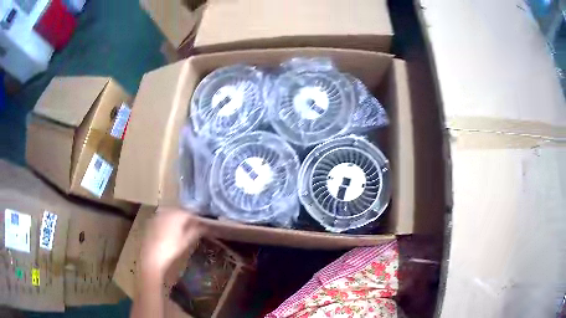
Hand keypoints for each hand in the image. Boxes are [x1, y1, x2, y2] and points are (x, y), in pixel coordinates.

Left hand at [139, 208, 203, 276]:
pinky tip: (172, 232)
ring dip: (179, 220)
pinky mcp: (152, 221)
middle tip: (196, 228)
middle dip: (189, 218)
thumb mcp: (187, 240)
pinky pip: (164, 218)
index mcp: (177, 213)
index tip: (205, 225)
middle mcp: (167, 210)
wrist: (152, 257)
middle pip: (181, 211)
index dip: (199, 219)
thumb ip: (197, 230)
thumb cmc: (172, 249)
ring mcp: (158, 215)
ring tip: (184, 230)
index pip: (192, 212)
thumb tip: (207, 226)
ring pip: (172, 214)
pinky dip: (170, 223)